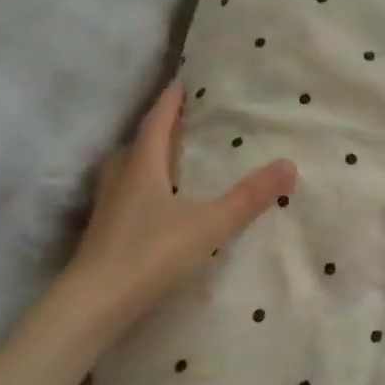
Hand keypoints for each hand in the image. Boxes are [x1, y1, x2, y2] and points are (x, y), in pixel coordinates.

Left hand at [62, 80, 296, 342]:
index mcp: (142, 167)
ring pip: (124, 172)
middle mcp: (120, 181)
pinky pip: (122, 199)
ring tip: (165, 162)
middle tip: (177, 123)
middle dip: (155, 130)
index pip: (156, 123)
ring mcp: (107, 210)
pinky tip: (152, 209)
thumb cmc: (152, 254)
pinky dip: (138, 191)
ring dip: (142, 161)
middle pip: (135, 145)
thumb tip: (289, 164)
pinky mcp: (103, 235)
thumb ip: (249, 197)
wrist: (96, 303)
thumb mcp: (210, 224)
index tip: (181, 81)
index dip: (170, 102)